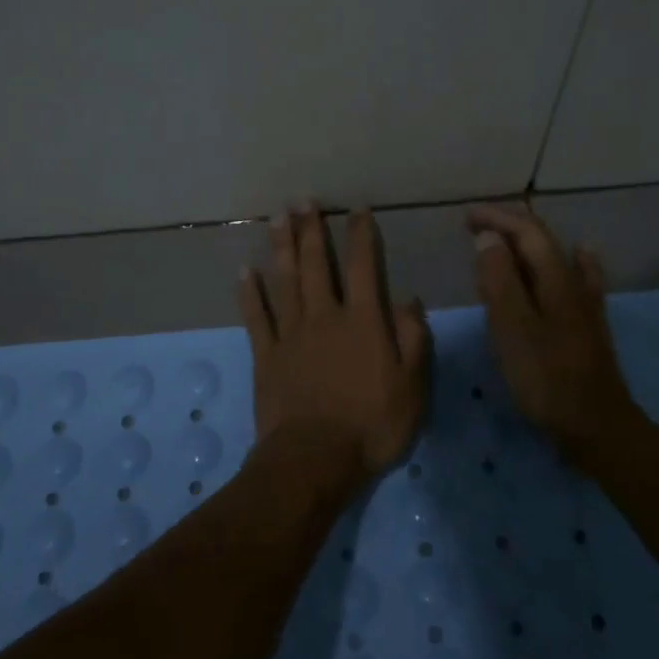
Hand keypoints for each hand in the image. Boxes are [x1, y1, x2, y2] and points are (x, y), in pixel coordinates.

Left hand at [238, 206, 430, 482]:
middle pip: (317, 264)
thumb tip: (409, 299)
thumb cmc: (372, 425)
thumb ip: (414, 339)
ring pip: (285, 281)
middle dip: (311, 229)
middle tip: (302, 200)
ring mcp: (291, 334)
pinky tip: (244, 271)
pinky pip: (256, 317)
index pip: (364, 267)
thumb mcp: (413, 386)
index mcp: (363, 321)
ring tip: (276, 218)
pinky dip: (249, 293)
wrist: (315, 458)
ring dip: (281, 247)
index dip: (361, 235)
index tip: (356, 209)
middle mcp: (325, 316)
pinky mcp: (266, 355)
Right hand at [468, 204, 642, 462]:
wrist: (595, 426)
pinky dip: (568, 262)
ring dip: (527, 246)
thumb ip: (499, 280)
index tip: (465, 216)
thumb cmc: (546, 378)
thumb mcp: (512, 328)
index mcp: (556, 279)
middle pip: (543, 242)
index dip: (497, 218)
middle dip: (509, 228)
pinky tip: (580, 257)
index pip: (527, 232)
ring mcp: (585, 306)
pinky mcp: (588, 327)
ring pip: (556, 260)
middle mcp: (574, 284)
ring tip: (503, 243)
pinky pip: (576, 279)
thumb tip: (488, 237)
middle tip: (474, 227)